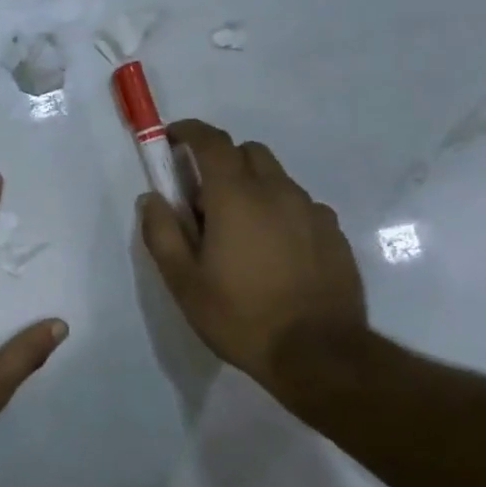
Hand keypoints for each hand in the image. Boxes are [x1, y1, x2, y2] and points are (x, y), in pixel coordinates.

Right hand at [139, 121, 367, 401]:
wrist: (318, 354)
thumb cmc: (239, 316)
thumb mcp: (183, 281)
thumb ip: (161, 233)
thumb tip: (151, 198)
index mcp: (237, 197)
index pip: (212, 142)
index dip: (189, 132)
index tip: (172, 139)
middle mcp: (278, 192)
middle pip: (248, 153)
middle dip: (222, 162)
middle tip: (203, 201)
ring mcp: (312, 212)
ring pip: (277, 179)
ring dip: (252, 188)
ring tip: (239, 233)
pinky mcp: (334, 234)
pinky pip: (300, 207)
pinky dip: (279, 212)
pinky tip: (273, 252)